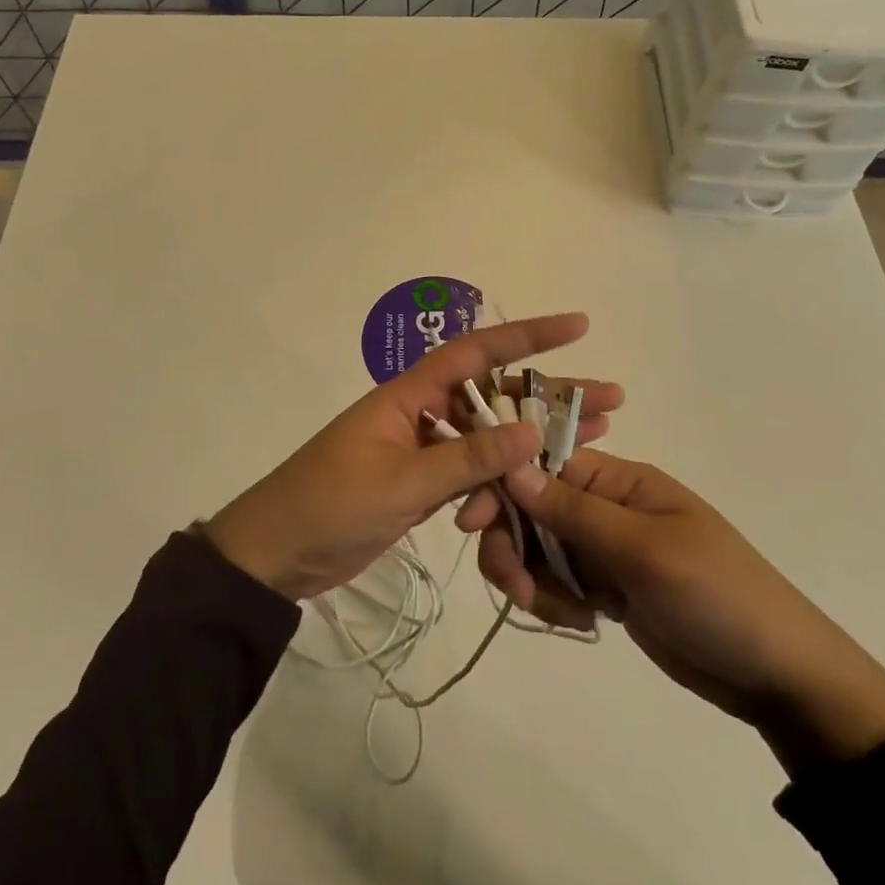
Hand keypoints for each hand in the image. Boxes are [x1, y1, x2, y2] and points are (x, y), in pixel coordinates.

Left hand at [204, 313, 623, 601]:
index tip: (577, 327)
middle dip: (550, 398)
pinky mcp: (421, 486)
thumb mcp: (400, 483)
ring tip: (594, 439)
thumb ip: (467, 459)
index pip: (476, 354)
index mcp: (408, 397)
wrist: (274, 557)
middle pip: (496, 398)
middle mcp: (421, 415)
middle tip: (610, 401)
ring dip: (535, 442)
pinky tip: (536, 490)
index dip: (527, 337)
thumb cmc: (328, 506)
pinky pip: (472, 475)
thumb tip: (532, 432)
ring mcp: (422, 452)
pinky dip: (501, 483)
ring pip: (490, 439)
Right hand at [464, 450, 884, 773]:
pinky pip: (556, 582)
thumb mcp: (646, 551)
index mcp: (620, 480)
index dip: (502, 487)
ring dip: (532, 578)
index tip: (470, 520)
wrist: (776, 674)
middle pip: (531, 508)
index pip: (542, 465)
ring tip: (563, 614)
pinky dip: (555, 601)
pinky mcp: (605, 586)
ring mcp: (604, 548)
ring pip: (537, 548)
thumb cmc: (718, 596)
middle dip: (513, 544)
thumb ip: (575, 512)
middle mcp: (606, 505)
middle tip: (515, 590)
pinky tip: (584, 622)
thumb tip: (512, 468)